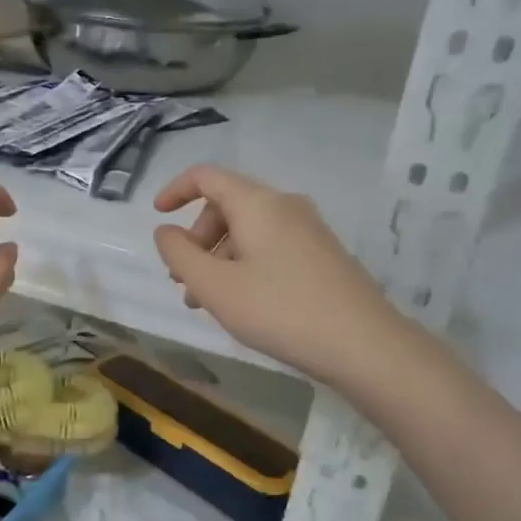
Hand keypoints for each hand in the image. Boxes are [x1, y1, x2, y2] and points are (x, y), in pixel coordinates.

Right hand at [153, 165, 401, 384]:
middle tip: (182, 281)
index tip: (157, 217)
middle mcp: (285, 206)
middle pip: (226, 206)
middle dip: (196, 239)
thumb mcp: (214, 286)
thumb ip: (180, 255)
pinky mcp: (322, 255)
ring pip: (248, 231)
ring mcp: (308, 230)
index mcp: (257, 203)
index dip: (175, 190)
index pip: (207, 177)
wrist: (363, 344)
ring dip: (218, 258)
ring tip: (206, 302)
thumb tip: (165, 232)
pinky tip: (242, 303)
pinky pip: (270, 247)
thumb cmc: (279, 310)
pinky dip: (244, 265)